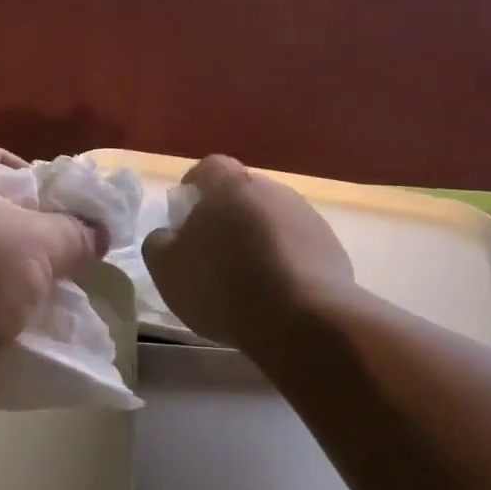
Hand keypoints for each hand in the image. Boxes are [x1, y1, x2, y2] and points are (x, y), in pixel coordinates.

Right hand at [141, 156, 355, 349]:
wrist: (303, 321)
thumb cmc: (222, 286)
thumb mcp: (166, 269)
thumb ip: (159, 242)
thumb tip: (168, 234)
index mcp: (230, 187)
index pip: (208, 168)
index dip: (193, 187)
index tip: (183, 216)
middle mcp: (273, 191)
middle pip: (242, 195)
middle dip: (225, 217)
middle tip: (209, 252)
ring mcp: (308, 218)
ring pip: (270, 221)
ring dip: (255, 240)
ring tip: (243, 279)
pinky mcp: (332, 248)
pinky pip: (296, 247)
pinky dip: (281, 262)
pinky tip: (272, 294)